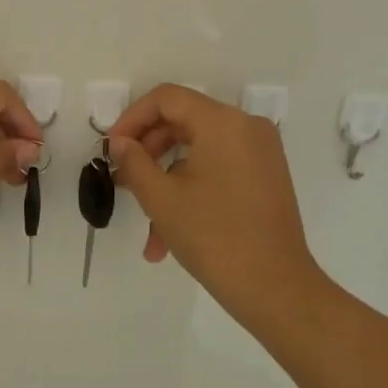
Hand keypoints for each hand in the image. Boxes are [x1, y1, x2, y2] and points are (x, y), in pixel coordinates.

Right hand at [107, 84, 319, 326]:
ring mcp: (260, 153)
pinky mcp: (265, 177)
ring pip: (197, 152)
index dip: (132, 118)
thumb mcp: (161, 198)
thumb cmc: (213, 236)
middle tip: (121, 182)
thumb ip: (134, 162)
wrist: (276, 289)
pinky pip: (217, 169)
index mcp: (223, 122)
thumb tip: (119, 142)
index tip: (112, 149)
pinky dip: (190, 191)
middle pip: (182, 122)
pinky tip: (167, 237)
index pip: (167, 98)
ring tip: (145, 226)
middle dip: (147, 153)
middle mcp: (246, 128)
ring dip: (165, 182)